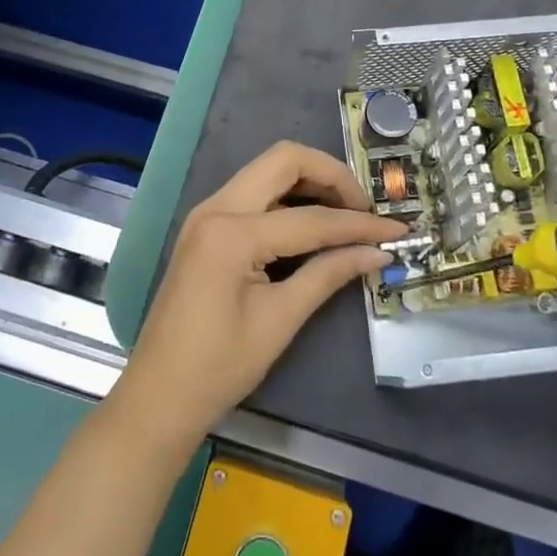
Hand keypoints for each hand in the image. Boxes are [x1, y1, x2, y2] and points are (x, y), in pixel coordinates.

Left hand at [110, 142, 403, 447]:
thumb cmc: (218, 367)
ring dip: (310, 181)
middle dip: (331, 175)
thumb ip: (329, 274)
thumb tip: (377, 253)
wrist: (158, 396)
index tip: (397, 228)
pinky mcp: (207, 225)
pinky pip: (255, 193)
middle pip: (284, 159)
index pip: (310, 217)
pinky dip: (288, 197)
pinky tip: (313, 222)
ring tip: (346, 212)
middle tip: (363, 208)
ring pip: (268, 170)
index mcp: (231, 232)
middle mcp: (216, 207)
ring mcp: (208, 213)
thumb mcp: (280, 320)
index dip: (358, 224)